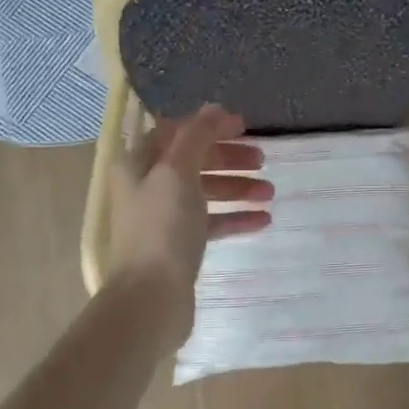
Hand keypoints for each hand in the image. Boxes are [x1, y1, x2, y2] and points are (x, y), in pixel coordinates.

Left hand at [105, 105, 271, 339]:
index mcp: (138, 165)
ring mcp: (163, 220)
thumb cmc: (162, 229)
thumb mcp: (178, 173)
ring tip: (270, 192)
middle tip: (262, 160)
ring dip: (237, 189)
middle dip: (228, 159)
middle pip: (193, 163)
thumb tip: (213, 109)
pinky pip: (211, 224)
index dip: (209, 127)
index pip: (176, 133)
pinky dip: (235, 218)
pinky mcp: (179, 248)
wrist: (150, 299)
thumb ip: (197, 137)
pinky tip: (263, 220)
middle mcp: (147, 188)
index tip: (245, 128)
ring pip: (204, 194)